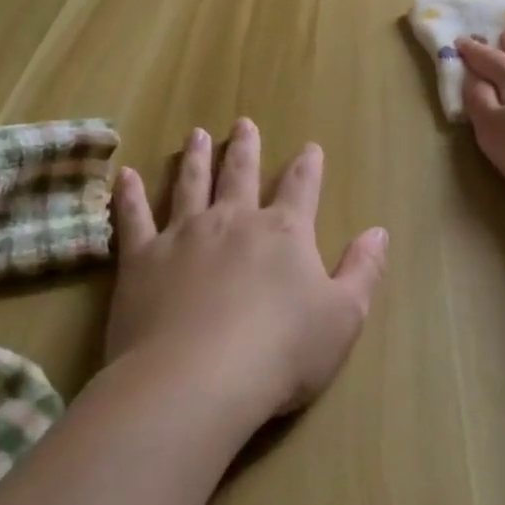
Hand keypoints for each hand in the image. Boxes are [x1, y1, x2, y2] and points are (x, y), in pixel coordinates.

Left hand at [107, 120, 387, 419]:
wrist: (199, 380)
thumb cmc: (283, 352)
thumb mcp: (344, 316)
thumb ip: (363, 270)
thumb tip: (378, 232)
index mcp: (285, 232)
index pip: (302, 187)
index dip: (308, 166)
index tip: (310, 147)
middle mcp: (234, 221)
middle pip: (241, 174)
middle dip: (245, 148)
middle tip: (243, 124)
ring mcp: (184, 236)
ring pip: (191, 185)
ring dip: (196, 158)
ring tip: (197, 135)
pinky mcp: (142, 260)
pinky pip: (134, 218)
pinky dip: (129, 196)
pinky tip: (125, 176)